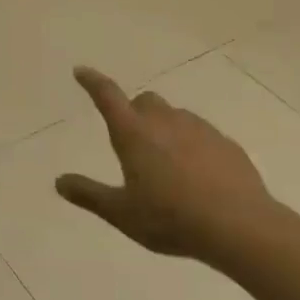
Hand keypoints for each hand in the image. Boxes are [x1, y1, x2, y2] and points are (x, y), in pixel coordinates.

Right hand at [55, 66, 284, 271]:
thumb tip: (59, 181)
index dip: (92, 82)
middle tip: (132, 140)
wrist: (240, 227)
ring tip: (166, 163)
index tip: (81, 71)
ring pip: (175, 115)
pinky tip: (197, 175)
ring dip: (164, 128)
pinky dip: (192, 145)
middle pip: (145, 101)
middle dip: (135, 111)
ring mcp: (200, 130)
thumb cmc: (171, 218)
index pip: (108, 96)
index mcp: (134, 134)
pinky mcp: (227, 144)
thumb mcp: (121, 213)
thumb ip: (89, 195)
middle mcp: (165, 122)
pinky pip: (202, 134)